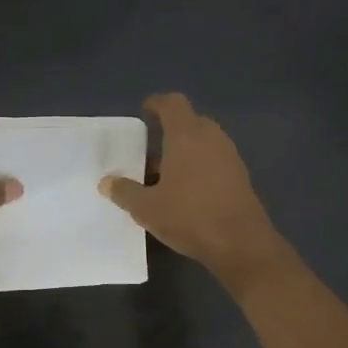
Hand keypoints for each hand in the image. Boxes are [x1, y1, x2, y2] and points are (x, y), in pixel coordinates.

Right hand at [100, 93, 286, 287]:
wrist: (241, 244)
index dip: (157, 103)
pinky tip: (187, 192)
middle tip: (151, 150)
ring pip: (204, 142)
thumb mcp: (147, 208)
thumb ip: (125, 192)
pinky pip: (215, 160)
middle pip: (190, 121)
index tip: (145, 111)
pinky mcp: (240, 177)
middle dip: (171, 131)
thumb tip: (106, 182)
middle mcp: (211, 138)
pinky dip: (200, 166)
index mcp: (187, 136)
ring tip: (165, 175)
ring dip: (186, 151)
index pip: (173, 103)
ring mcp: (230, 157)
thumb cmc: (189, 217)